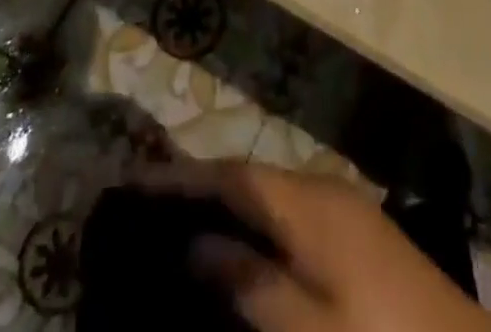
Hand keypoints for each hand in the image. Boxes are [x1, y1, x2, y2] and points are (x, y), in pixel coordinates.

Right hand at [136, 160, 490, 331]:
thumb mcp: (309, 330)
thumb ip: (251, 284)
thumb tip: (196, 246)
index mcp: (307, 202)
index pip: (233, 175)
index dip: (184, 176)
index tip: (136, 179)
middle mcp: (321, 188)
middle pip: (250, 176)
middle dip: (202, 184)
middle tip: (150, 202)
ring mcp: (342, 207)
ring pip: (269, 192)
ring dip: (229, 200)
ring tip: (183, 219)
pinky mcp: (355, 231)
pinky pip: (289, 211)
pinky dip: (257, 220)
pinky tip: (240, 245)